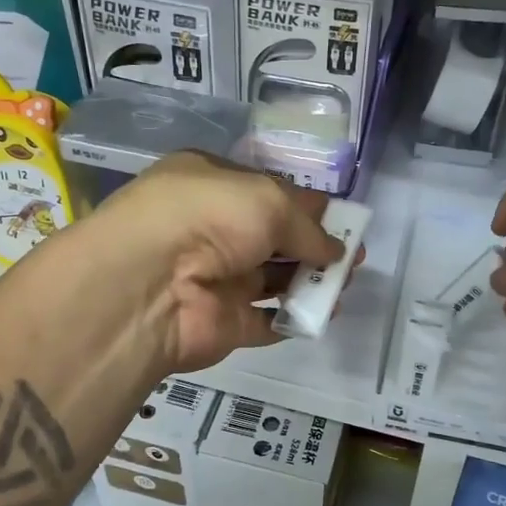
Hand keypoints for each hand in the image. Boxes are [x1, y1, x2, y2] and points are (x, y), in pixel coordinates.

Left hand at [93, 152, 341, 373]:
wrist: (151, 285)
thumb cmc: (210, 217)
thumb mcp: (268, 200)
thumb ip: (308, 225)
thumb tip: (335, 249)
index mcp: (212, 183)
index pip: (268, 191)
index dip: (308, 205)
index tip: (345, 220)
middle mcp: (211, 228)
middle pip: (273, 237)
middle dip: (315, 246)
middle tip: (353, 257)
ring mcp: (214, 278)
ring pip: (272, 279)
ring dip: (309, 282)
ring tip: (345, 285)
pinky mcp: (220, 322)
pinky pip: (265, 321)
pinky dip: (293, 320)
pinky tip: (322, 316)